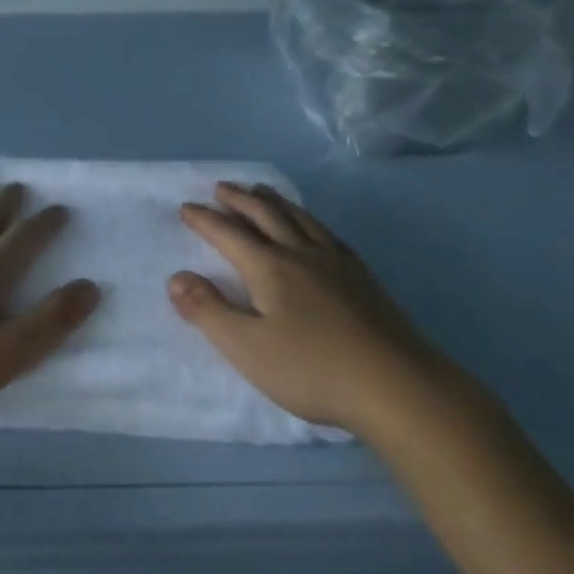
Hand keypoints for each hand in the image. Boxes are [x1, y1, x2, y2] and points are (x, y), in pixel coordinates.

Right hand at [169, 183, 476, 440]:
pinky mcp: (362, 277)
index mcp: (269, 267)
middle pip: (265, 215)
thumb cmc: (313, 369)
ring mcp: (336, 262)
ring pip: (298, 218)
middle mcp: (301, 253)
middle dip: (239, 199)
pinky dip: (308, 219)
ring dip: (274, 201)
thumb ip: (208, 310)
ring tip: (261, 190)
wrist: (397, 386)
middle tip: (222, 187)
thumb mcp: (246, 347)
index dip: (205, 220)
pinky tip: (312, 226)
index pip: (228, 234)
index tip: (186, 207)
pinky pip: (326, 232)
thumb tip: (176, 277)